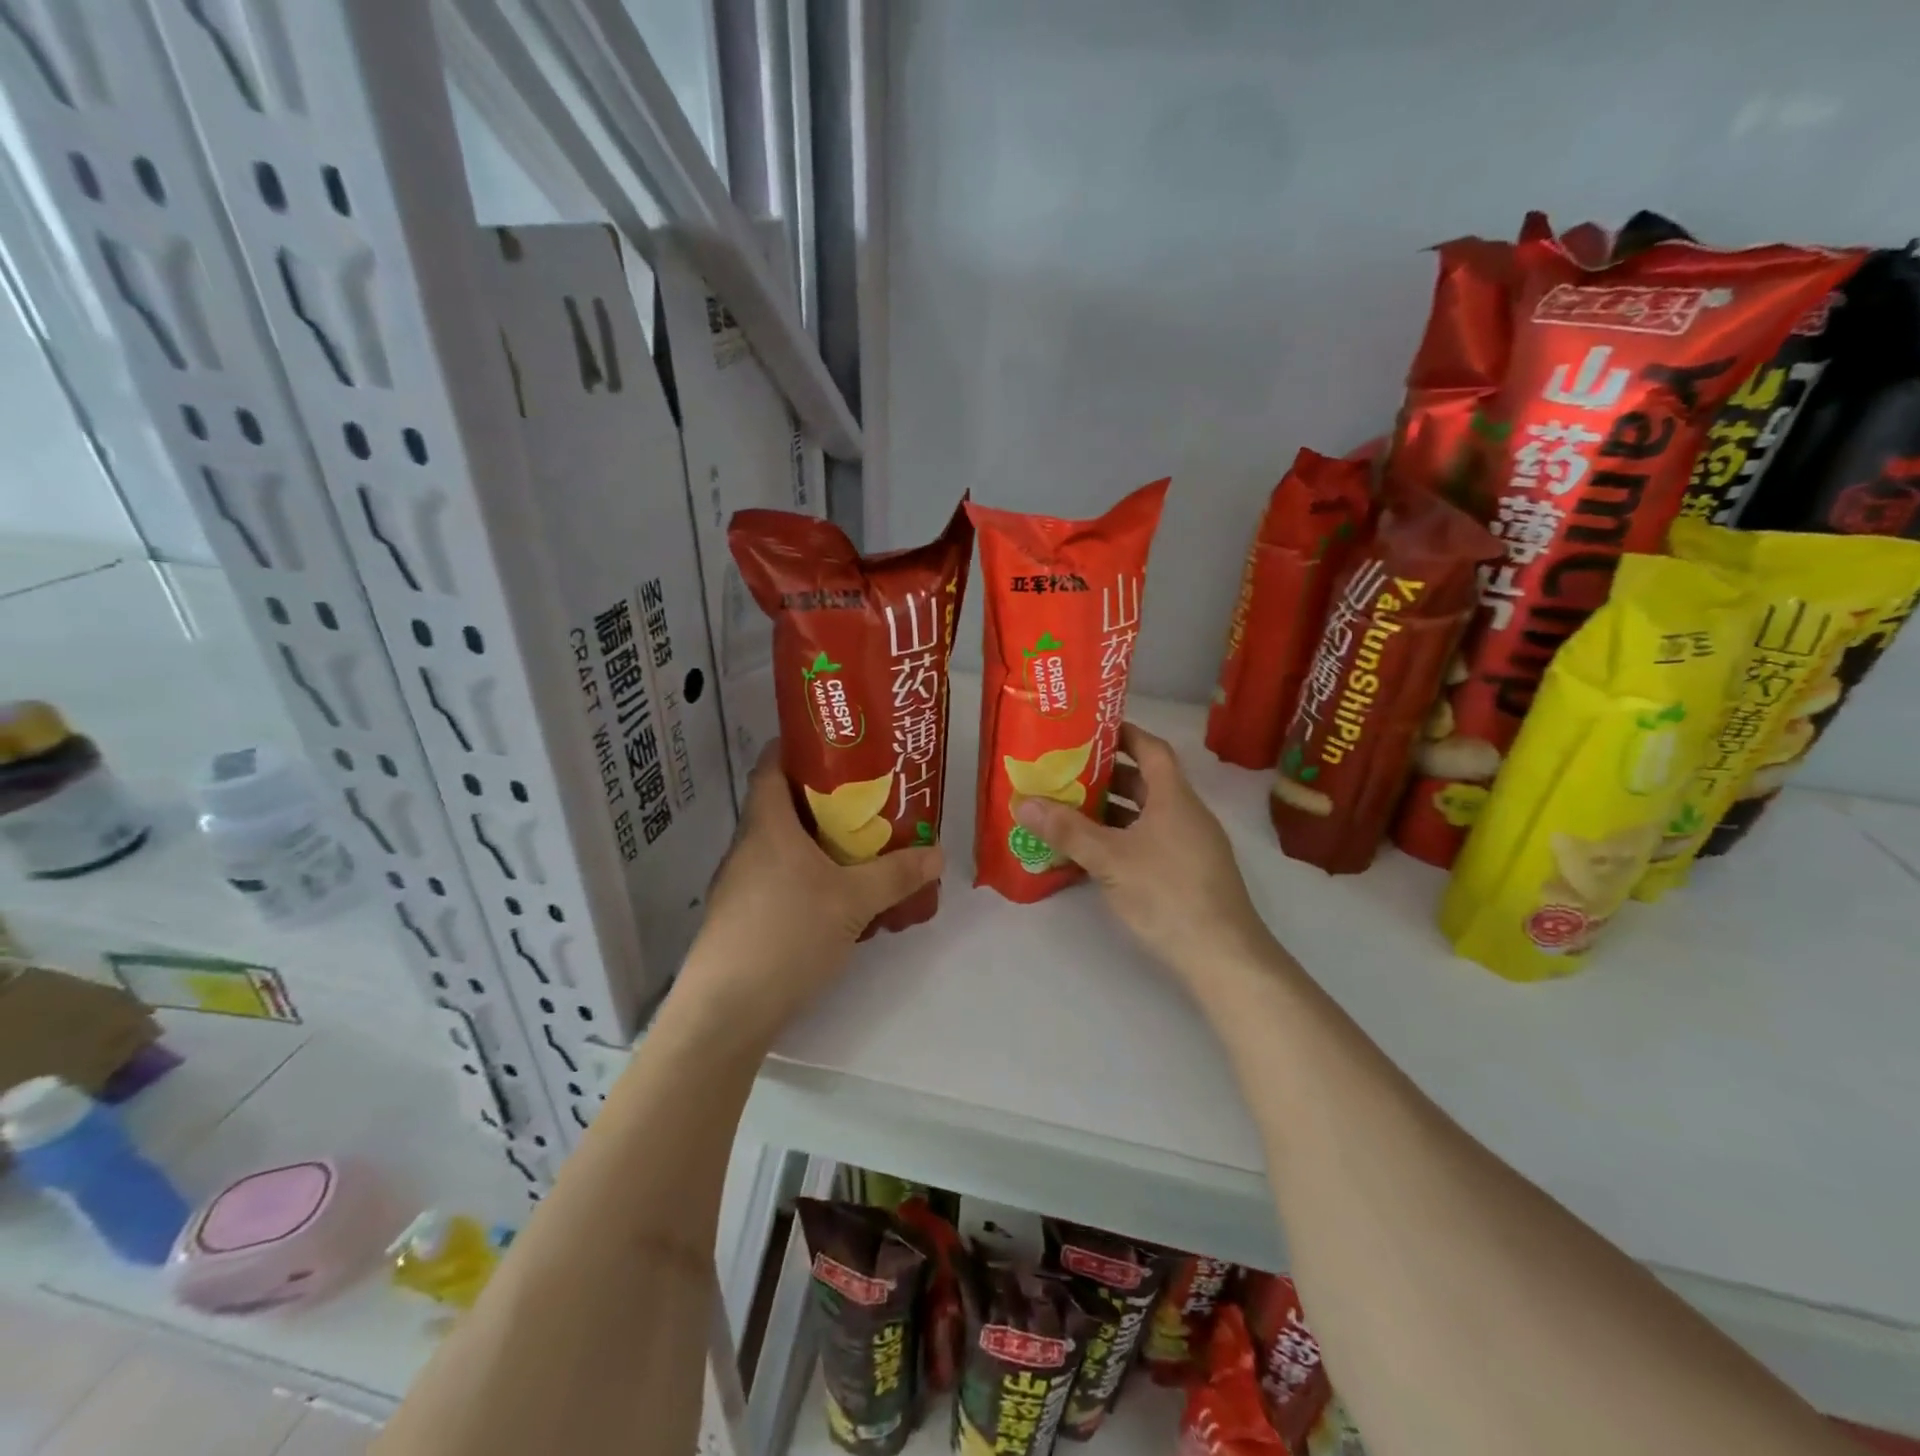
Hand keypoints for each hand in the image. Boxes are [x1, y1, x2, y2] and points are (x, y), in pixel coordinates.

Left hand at [678, 743, 942, 1039]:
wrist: (726, 1009)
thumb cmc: (787, 935)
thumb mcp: (852, 901)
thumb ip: (896, 875)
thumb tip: (937, 854)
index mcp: (767, 826)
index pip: (771, 765)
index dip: (798, 746)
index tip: (836, 744)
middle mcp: (747, 847)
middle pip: (783, 806)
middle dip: (825, 799)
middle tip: (869, 799)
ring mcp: (739, 884)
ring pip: (783, 847)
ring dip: (819, 843)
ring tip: (861, 847)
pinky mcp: (742, 917)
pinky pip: (779, 880)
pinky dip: (808, 877)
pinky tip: (837, 900)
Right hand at [1014, 723, 1272, 984]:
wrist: (1222, 955)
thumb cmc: (1167, 894)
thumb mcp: (1110, 859)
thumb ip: (1067, 830)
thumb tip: (1024, 802)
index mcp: (1174, 797)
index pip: (1151, 749)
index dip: (1124, 734)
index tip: (1090, 731)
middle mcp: (1186, 814)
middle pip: (1146, 782)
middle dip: (1107, 776)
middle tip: (1066, 772)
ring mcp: (1191, 845)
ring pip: (1147, 815)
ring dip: (1112, 810)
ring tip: (1070, 810)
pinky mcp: (1189, 873)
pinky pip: (1150, 840)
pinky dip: (1122, 838)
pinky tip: (1094, 853)